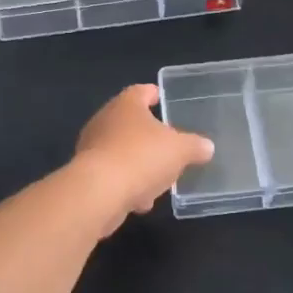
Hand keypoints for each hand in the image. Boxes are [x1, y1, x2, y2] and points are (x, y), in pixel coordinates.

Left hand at [73, 84, 214, 232]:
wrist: (99, 192)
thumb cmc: (141, 157)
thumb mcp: (180, 150)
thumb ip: (195, 146)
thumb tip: (206, 147)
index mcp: (126, 105)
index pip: (141, 91)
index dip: (153, 93)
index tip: (162, 98)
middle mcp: (105, 120)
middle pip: (130, 122)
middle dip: (148, 135)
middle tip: (167, 143)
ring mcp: (92, 148)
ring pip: (121, 151)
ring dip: (138, 164)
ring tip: (158, 178)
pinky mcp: (86, 175)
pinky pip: (113, 175)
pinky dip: (127, 185)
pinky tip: (140, 200)